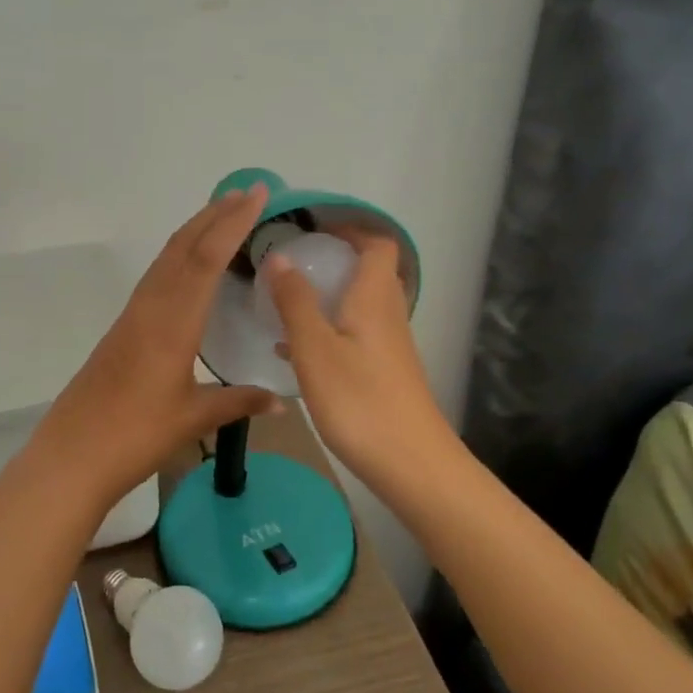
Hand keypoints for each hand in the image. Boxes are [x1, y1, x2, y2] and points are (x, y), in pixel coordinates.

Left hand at [24, 186, 282, 509]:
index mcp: (173, 322)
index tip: (256, 195)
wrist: (73, 454)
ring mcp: (133, 316)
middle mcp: (151, 307)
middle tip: (245, 193)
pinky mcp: (123, 328)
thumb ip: (238, 403)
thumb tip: (280, 401)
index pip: (207, 259)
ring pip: (166, 259)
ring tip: (221, 216)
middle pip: (183, 247)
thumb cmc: (136, 435)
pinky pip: (156, 277)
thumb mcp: (193, 418)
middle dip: (214, 215)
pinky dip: (179, 257)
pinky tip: (190, 267)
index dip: (233, 223)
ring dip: (194, 232)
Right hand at [264, 230, 453, 491]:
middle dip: (335, 260)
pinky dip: (327, 330)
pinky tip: (293, 351)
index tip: (314, 228)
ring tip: (285, 302)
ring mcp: (389, 346)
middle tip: (294, 263)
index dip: (351, 228)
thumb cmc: (359, 400)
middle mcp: (387, 315)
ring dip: (328, 296)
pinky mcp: (384, 373)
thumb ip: (295, 301)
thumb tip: (281, 256)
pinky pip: (354, 335)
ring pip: (360, 305)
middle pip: (370, 272)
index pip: (377, 244)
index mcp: (374, 298)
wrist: (411, 464)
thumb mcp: (315, 348)